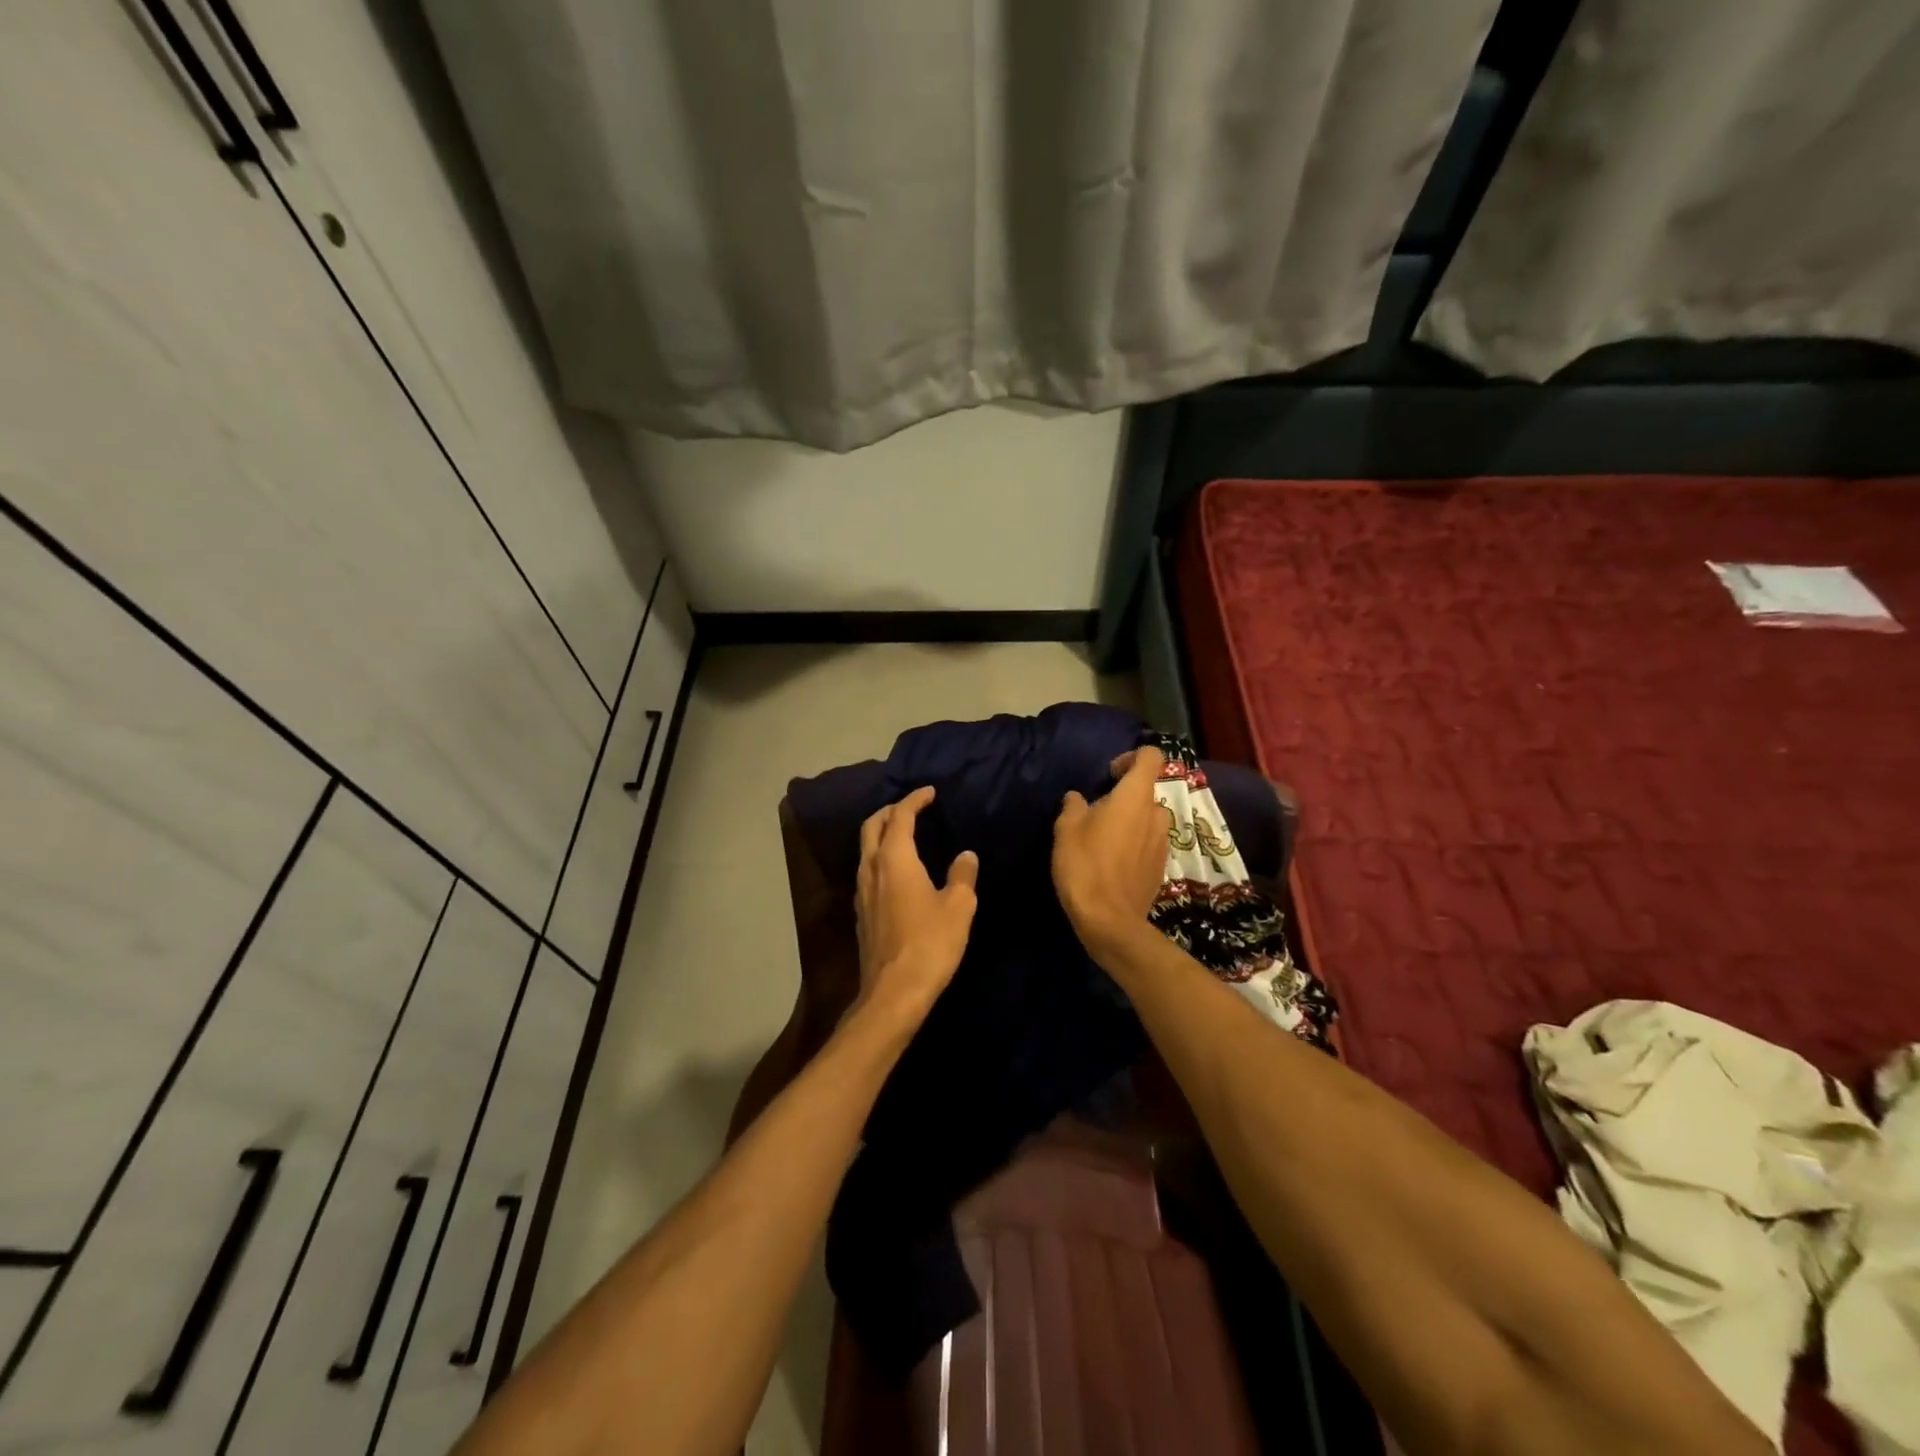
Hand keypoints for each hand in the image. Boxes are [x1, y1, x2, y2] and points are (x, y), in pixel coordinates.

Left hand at [854, 786, 978, 1021]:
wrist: (894, 992)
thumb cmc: (930, 943)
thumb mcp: (959, 906)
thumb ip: (962, 875)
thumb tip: (965, 855)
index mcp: (895, 858)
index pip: (901, 816)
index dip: (915, 800)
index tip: (929, 792)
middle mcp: (871, 868)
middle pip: (872, 825)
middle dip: (890, 810)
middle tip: (912, 807)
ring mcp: (861, 891)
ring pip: (866, 848)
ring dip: (882, 833)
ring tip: (905, 834)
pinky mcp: (861, 912)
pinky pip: (867, 871)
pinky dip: (881, 858)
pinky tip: (898, 871)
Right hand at [1051, 747, 1169, 949]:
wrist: (1109, 920)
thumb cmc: (1085, 865)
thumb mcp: (1066, 829)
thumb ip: (1073, 806)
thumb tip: (1077, 798)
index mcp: (1135, 797)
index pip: (1151, 757)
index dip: (1131, 758)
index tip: (1109, 774)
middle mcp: (1156, 814)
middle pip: (1146, 791)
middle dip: (1125, 796)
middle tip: (1097, 813)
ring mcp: (1163, 842)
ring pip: (1148, 818)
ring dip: (1131, 821)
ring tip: (1104, 839)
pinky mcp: (1161, 866)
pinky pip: (1149, 842)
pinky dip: (1135, 844)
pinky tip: (1113, 862)